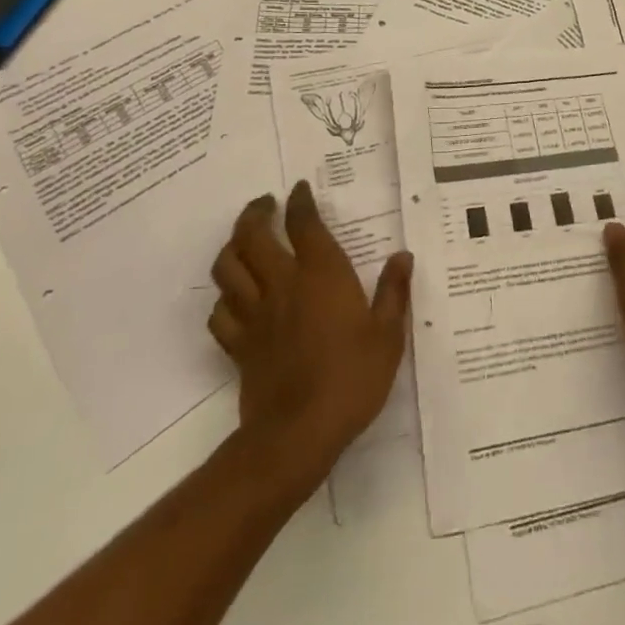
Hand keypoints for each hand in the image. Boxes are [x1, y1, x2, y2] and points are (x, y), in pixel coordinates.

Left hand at [208, 182, 412, 488]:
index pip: (304, 223)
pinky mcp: (239, 345)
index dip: (300, 201)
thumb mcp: (388, 335)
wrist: (298, 435)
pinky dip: (224, 298)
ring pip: (228, 267)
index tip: (299, 189)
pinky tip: (235, 298)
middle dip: (256, 212)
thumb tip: (403, 257)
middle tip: (266, 204)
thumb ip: (394, 292)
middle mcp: (282, 284)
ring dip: (232, 247)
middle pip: (253, 235)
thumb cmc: (351, 379)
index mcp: (320, 274)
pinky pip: (220, 313)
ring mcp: (255, 315)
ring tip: (244, 241)